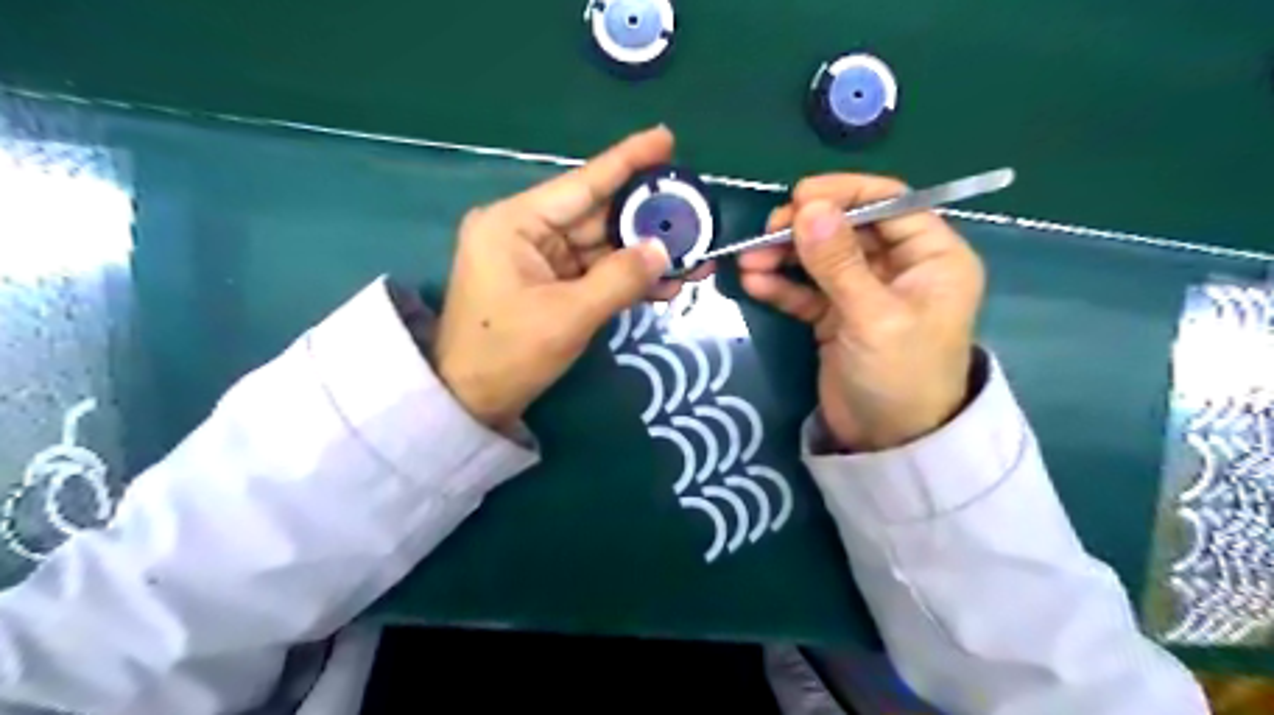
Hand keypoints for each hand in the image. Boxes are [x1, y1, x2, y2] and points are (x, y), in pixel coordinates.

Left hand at [440, 125, 713, 427]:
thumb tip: (663, 251)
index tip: (666, 139)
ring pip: (601, 247)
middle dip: (646, 221)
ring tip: (694, 257)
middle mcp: (526, 231)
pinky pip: (595, 272)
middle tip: (695, 216)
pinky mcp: (548, 284)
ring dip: (643, 256)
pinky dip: (626, 279)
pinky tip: (665, 283)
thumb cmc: (508, 354)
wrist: (471, 402)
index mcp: (515, 223)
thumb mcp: (569, 317)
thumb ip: (620, 279)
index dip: (627, 161)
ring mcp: (538, 259)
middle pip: (597, 216)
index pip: (582, 183)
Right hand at [737, 172, 984, 448]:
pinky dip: (781, 285)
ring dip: (784, 256)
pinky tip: (754, 283)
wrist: (888, 444)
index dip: (844, 193)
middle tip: (765, 232)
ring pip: (821, 258)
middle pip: (848, 228)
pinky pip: (807, 290)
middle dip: (805, 228)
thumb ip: (839, 262)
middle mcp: (900, 267)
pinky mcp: (836, 316)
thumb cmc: (900, 376)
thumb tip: (807, 207)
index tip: (798, 196)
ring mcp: (864, 291)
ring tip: (748, 259)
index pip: (890, 203)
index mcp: (932, 256)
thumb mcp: (873, 317)